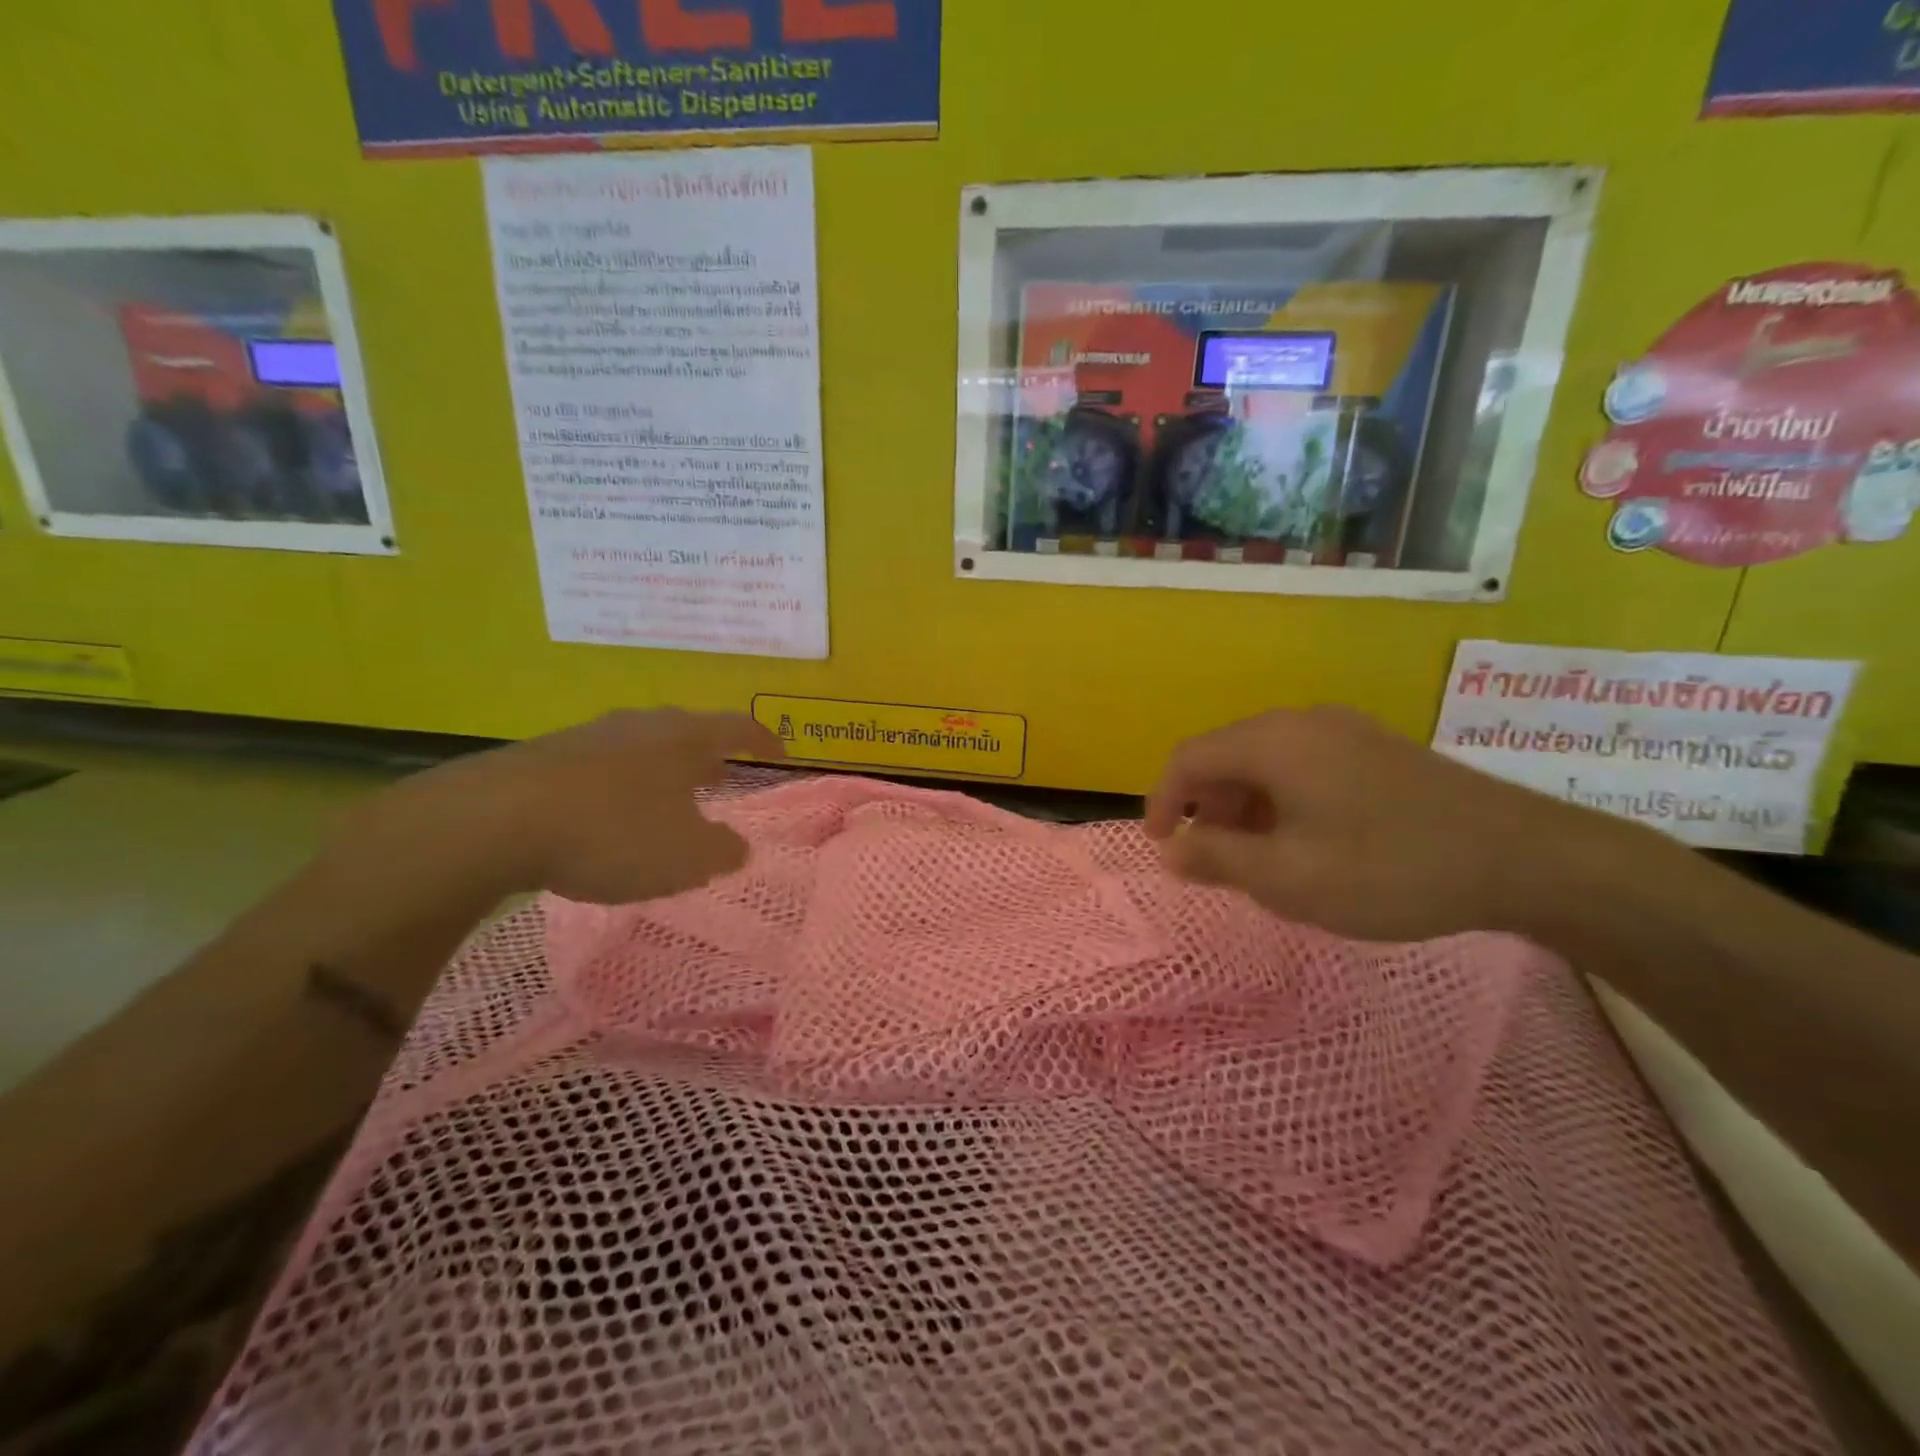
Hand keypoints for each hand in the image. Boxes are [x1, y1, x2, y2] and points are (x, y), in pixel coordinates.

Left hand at [429, 709, 782, 905]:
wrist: (497, 820)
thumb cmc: (615, 833)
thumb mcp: (688, 857)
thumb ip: (724, 851)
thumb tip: (736, 845)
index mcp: (684, 739)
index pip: (737, 727)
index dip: (763, 738)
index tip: (780, 750)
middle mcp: (641, 726)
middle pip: (686, 731)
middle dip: (707, 755)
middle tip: (720, 777)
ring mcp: (591, 735)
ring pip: (641, 746)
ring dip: (661, 770)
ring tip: (666, 799)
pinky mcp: (547, 755)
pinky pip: (601, 766)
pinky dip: (619, 785)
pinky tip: (607, 815)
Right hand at [1144, 705, 1637, 941]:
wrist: (1526, 858)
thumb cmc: (1389, 868)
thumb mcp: (1287, 876)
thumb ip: (1216, 858)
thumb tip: (1170, 850)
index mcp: (1272, 742)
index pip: (1188, 758)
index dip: (1161, 801)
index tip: (1162, 848)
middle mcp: (1302, 722)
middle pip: (1226, 757)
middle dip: (1206, 809)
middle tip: (1216, 861)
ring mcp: (1345, 731)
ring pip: (1266, 763)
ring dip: (1245, 809)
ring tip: (1262, 860)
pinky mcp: (1376, 750)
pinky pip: (1304, 768)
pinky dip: (1282, 803)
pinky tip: (1309, 844)